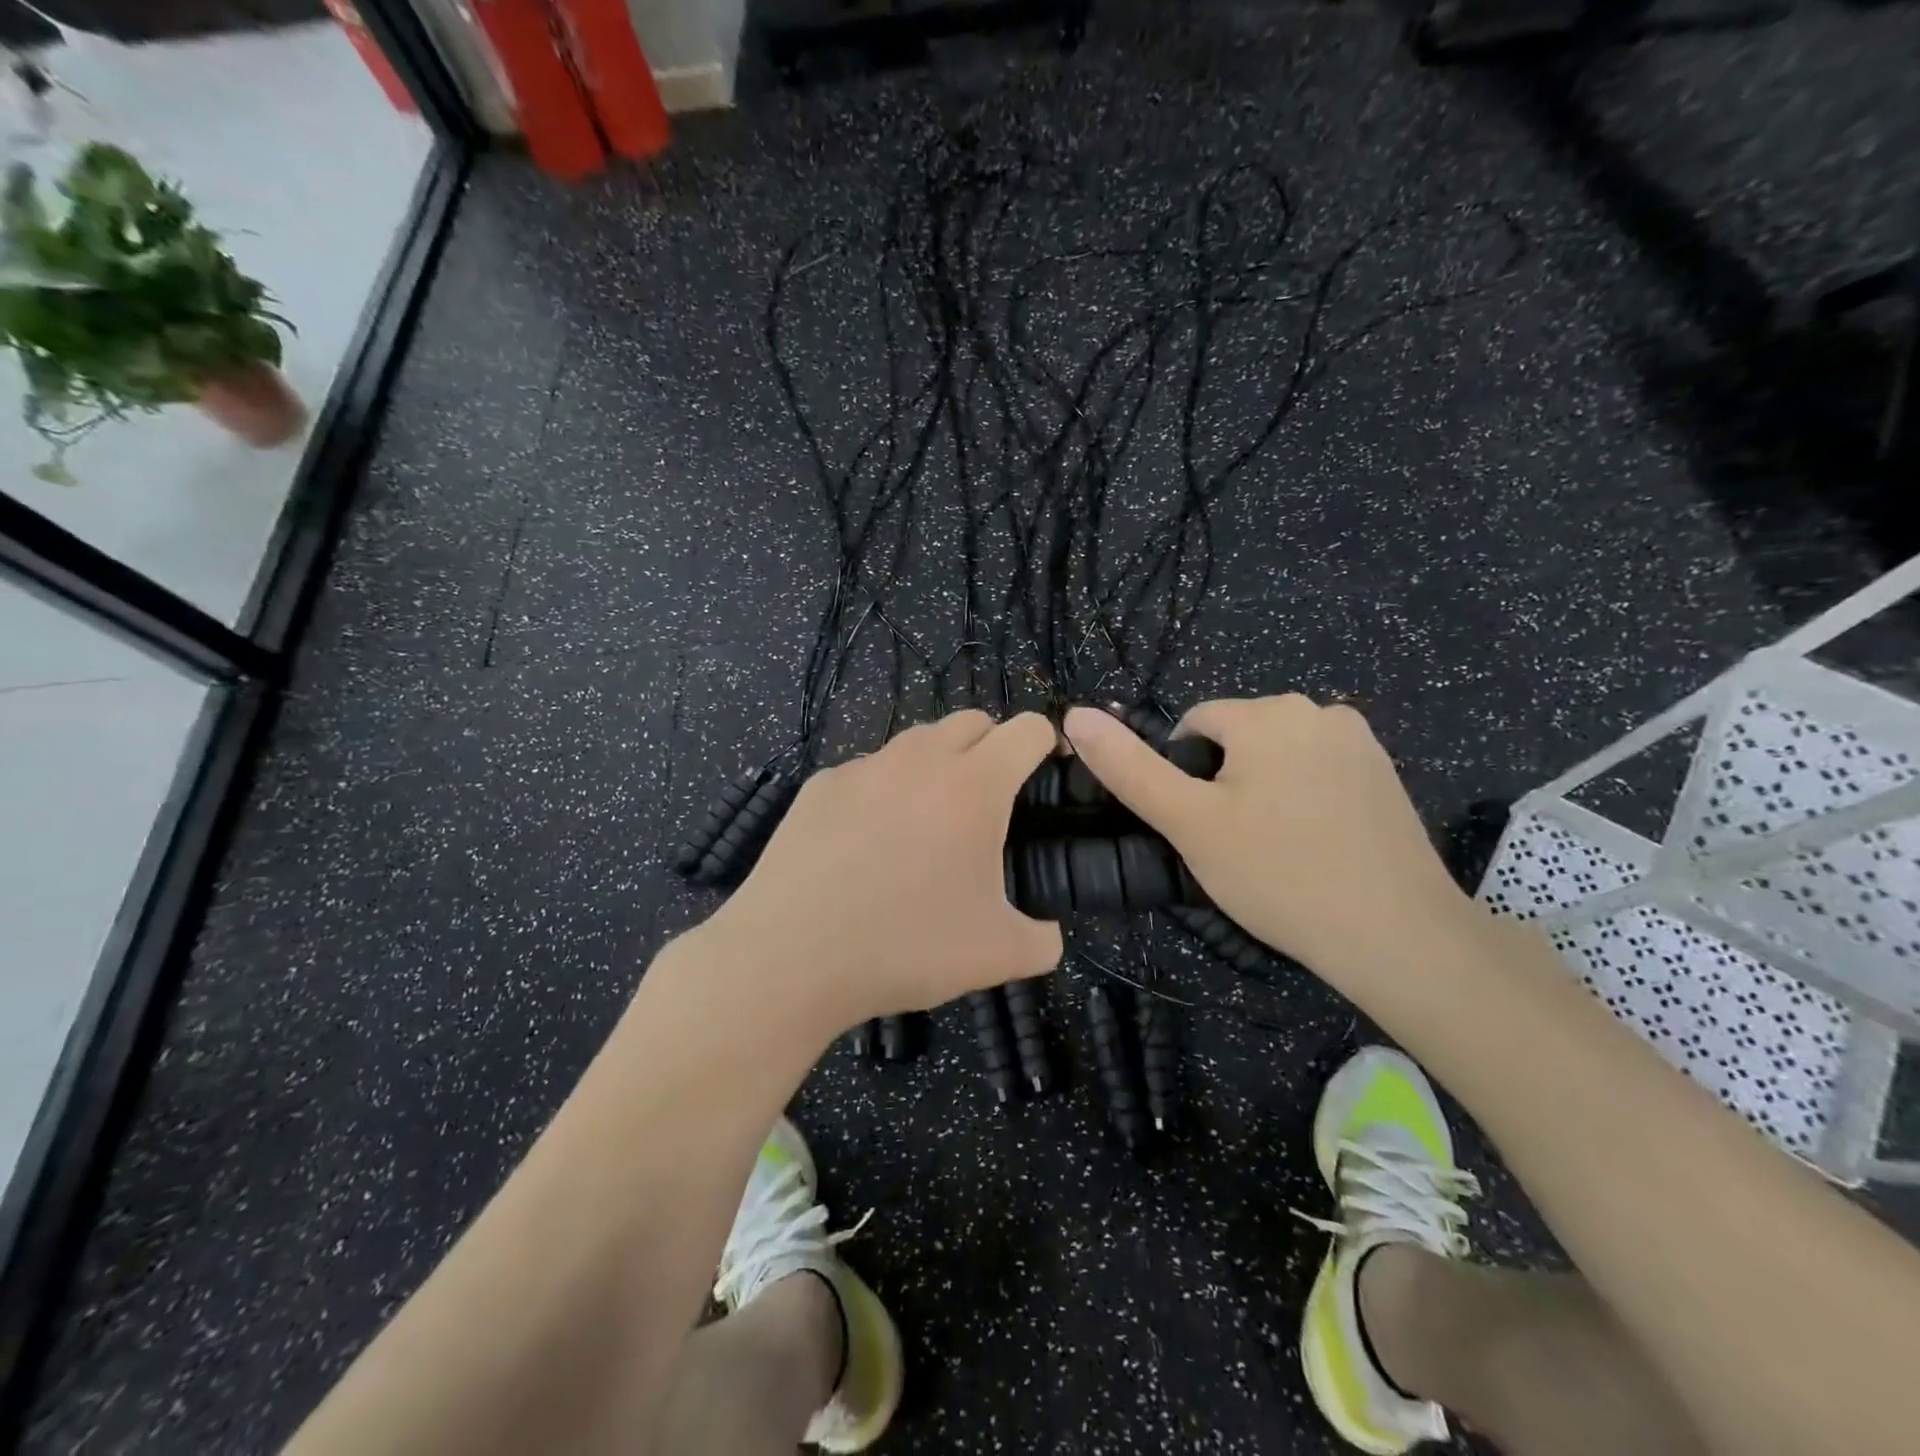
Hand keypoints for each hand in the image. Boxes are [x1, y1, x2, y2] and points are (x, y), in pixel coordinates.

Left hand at [695, 711, 1063, 1037]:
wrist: (789, 956)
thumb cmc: (905, 946)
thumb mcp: (997, 956)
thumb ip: (1043, 939)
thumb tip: (1047, 933)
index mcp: (974, 784)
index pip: (1028, 729)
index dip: (1047, 744)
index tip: (1047, 774)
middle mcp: (920, 759)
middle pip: (973, 721)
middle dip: (993, 748)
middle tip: (990, 804)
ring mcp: (864, 767)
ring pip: (917, 744)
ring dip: (937, 766)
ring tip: (928, 824)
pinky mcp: (821, 785)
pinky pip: (868, 772)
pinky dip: (884, 792)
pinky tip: (867, 844)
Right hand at [1062, 697, 1471, 990]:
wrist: (1397, 936)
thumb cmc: (1279, 874)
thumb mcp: (1188, 822)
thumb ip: (1128, 768)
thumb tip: (1074, 715)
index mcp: (1268, 712)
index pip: (1194, 725)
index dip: (1183, 777)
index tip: (1200, 828)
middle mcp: (1318, 709)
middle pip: (1237, 738)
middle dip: (1223, 782)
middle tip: (1234, 846)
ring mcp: (1359, 740)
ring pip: (1276, 757)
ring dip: (1262, 790)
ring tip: (1274, 851)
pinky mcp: (1386, 773)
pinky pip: (1317, 772)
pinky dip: (1302, 799)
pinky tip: (1313, 847)